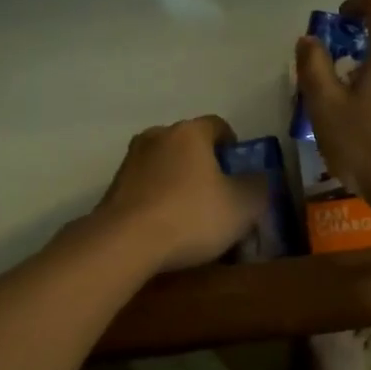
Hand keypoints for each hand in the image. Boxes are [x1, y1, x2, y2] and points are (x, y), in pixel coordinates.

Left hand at [92, 116, 269, 273]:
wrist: (124, 243)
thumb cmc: (191, 215)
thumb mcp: (243, 206)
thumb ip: (258, 187)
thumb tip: (258, 179)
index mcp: (190, 132)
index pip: (218, 126)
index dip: (233, 147)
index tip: (239, 172)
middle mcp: (158, 135)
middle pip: (188, 144)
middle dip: (203, 164)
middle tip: (217, 195)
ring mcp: (130, 160)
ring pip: (164, 164)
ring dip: (177, 181)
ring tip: (189, 215)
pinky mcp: (112, 187)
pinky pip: (145, 187)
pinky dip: (156, 199)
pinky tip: (164, 227)